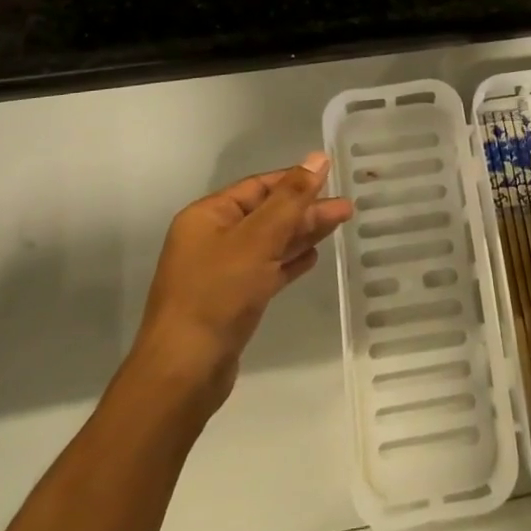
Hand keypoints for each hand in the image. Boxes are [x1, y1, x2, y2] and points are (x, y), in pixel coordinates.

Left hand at [130, 152, 351, 415]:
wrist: (184, 373)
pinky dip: (288, 261)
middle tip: (347, 208)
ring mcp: (219, 271)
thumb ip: (291, 198)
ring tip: (340, 224)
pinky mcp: (230, 301)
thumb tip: (318, 157)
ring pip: (268, 242)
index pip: (258, 186)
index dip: (295, 180)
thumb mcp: (258, 240)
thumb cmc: (218, 294)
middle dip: (305, 210)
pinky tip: (313, 257)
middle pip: (266, 214)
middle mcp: (211, 238)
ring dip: (302, 234)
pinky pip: (265, 270)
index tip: (332, 177)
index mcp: (208, 215)